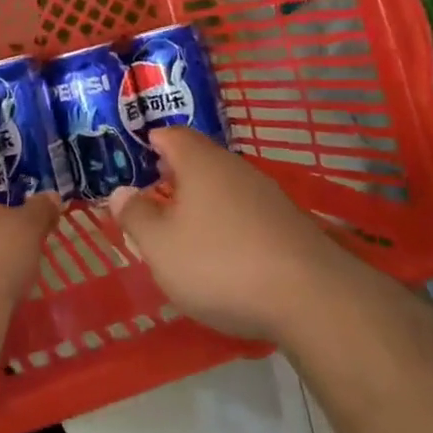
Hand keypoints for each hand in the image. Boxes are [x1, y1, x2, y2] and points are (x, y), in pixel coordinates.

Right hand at [109, 128, 342, 341]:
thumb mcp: (160, 246)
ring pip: (225, 186)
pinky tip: (226, 255)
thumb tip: (120, 192)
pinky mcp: (290, 224)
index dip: (150, 143)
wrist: (312, 298)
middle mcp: (235, 167)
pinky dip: (230, 224)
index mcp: (199, 162)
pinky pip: (248, 212)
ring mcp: (267, 194)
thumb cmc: (221, 263)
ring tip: (185, 230)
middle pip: (199, 159)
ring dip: (203, 202)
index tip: (134, 160)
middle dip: (175, 175)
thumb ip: (135, 216)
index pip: (170, 134)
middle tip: (154, 197)